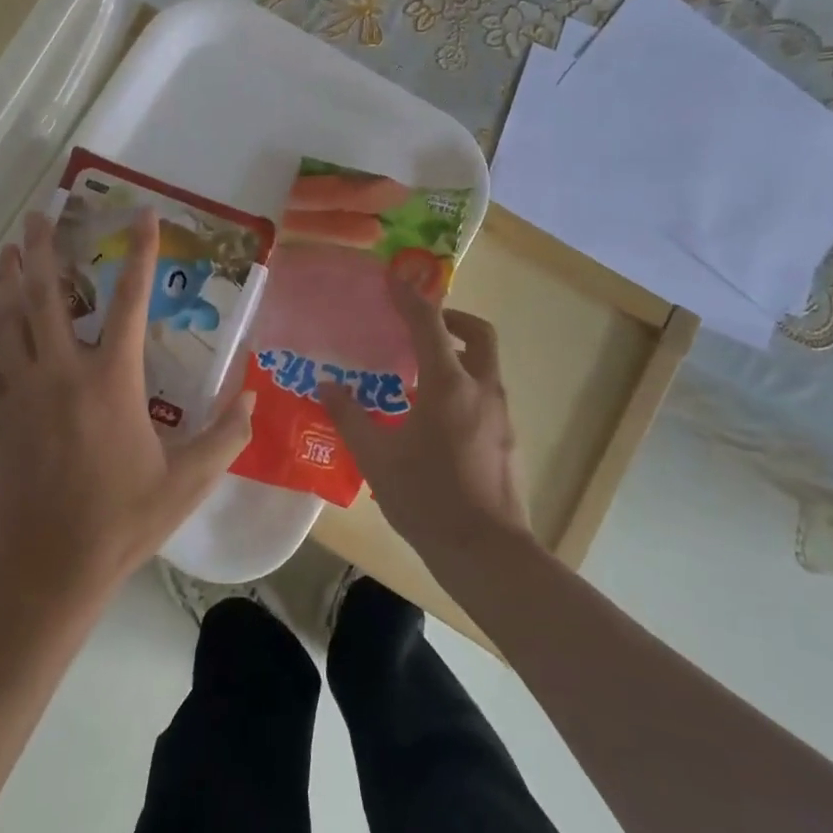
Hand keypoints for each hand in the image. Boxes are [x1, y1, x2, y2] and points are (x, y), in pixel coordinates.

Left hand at [0, 208, 253, 605]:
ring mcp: (23, 392)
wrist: (49, 566)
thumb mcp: (189, 481)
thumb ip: (227, 435)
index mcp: (112, 380)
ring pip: (10, 322)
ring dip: (9, 280)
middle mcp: (63, 372)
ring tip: (9, 248)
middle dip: (44, 250)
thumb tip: (252, 395)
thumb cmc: (122, 519)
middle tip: (39, 214)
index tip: (142, 215)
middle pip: (47, 296)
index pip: (130, 301)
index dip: (139, 253)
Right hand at [321, 279, 529, 570]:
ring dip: (460, 353)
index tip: (394, 279)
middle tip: (423, 325)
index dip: (410, 298)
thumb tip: (325, 386)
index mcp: (448, 386)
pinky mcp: (507, 438)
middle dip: (453, 318)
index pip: (430, 325)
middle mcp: (481, 389)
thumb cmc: (426, 498)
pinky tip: (437, 415)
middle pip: (479, 333)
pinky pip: (486, 393)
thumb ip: (349, 417)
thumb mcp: (376, 458)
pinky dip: (465, 384)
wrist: (486, 553)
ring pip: (486, 364)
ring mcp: (501, 415)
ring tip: (422, 372)